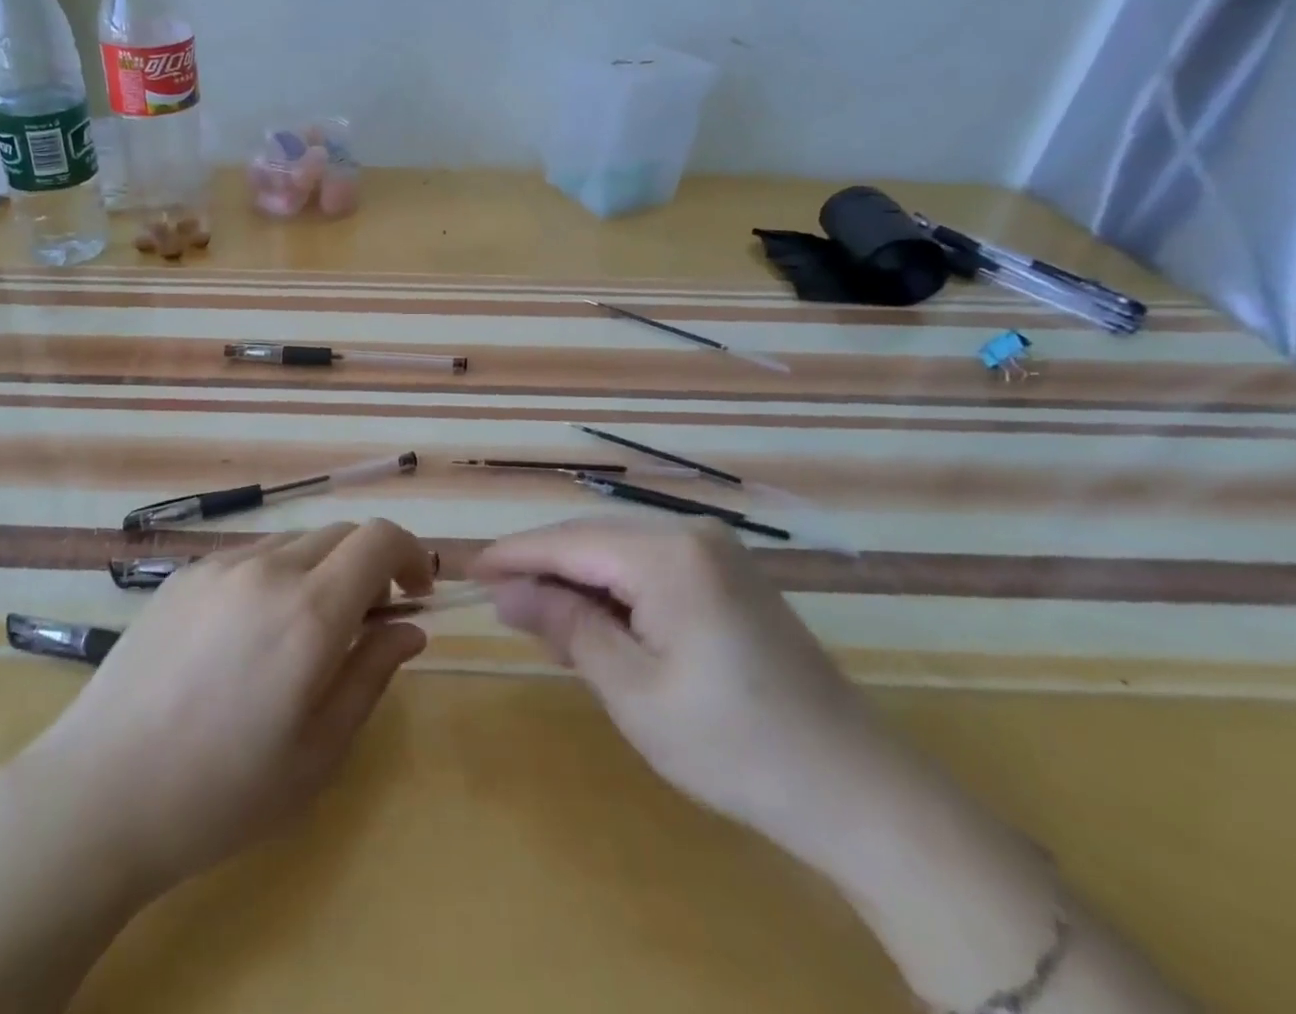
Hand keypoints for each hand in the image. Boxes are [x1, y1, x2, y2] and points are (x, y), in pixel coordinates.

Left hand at [11, 518, 433, 900]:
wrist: (101, 791)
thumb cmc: (223, 791)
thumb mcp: (318, 751)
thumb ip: (371, 674)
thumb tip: (409, 628)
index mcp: (309, 611)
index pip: (379, 538)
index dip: (411, 554)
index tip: (417, 593)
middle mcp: (267, 569)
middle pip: (340, 534)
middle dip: (369, 566)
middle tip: (368, 622)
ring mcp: (219, 566)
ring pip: (295, 543)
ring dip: (322, 570)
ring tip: (307, 632)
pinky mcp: (184, 575)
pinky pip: (250, 557)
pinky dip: (276, 576)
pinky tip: (252, 633)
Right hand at [471, 518, 901, 868]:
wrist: (856, 790)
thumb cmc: (734, 745)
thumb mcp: (632, 690)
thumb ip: (566, 625)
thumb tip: (506, 590)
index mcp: (668, 554)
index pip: (568, 540)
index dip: (513, 554)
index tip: (467, 571)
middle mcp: (692, 533)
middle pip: (592, 536)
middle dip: (542, 565)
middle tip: (497, 600)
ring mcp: (716, 550)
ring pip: (618, 548)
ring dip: (576, 577)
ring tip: (537, 612)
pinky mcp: (728, 573)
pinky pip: (649, 564)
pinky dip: (613, 587)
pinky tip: (595, 617)